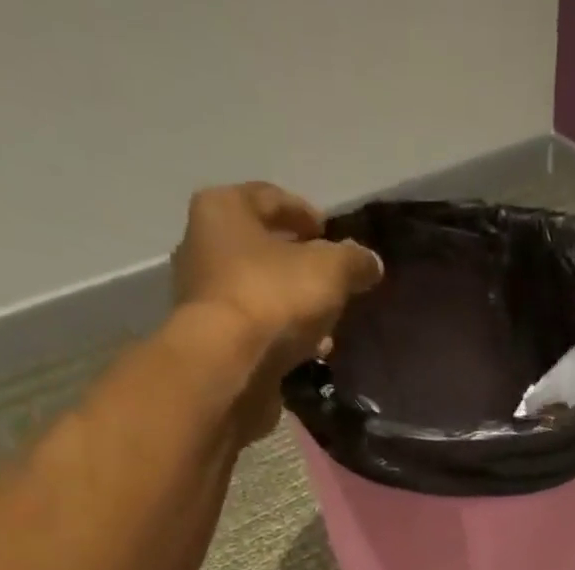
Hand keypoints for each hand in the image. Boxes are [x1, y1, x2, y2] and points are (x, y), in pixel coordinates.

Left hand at [171, 182, 382, 444]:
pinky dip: (282, 335)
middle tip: (329, 279)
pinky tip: (308, 350)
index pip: (269, 198)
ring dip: (292, 304)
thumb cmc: (273, 299)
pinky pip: (256, 329)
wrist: (229, 366)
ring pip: (259, 291)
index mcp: (224, 209)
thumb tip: (371, 261)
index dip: (303, 212)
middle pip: (260, 247)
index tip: (328, 230)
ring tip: (326, 322)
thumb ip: (353, 261)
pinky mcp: (213, 341)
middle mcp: (204, 245)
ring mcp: (204, 297)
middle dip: (297, 263)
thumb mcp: (329, 272)